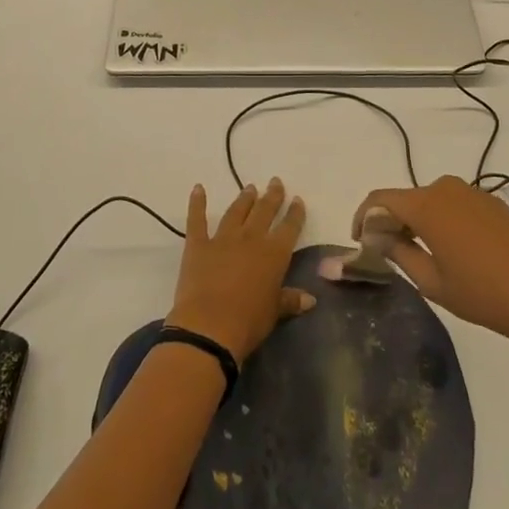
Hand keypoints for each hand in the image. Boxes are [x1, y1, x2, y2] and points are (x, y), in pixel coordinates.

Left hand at [166, 178, 313, 362]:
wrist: (209, 326)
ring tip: (250, 187)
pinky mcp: (198, 245)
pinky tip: (198, 188)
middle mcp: (251, 238)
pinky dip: (197, 203)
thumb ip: (290, 300)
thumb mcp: (274, 312)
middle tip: (275, 182)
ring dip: (244, 198)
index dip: (295, 213)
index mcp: (274, 253)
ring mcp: (223, 238)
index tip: (297, 200)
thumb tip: (311, 299)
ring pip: (237, 211)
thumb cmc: (248, 322)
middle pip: (264, 211)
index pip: (289, 227)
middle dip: (272, 196)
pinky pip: (197, 219)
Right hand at [352, 175, 508, 353]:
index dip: (362, 217)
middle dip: (388, 221)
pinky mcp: (491, 202)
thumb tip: (376, 236)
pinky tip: (448, 251)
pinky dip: (439, 221)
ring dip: (414, 221)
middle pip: (404, 198)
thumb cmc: (485, 294)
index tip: (358, 242)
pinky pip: (452, 204)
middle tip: (384, 254)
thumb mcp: (433, 282)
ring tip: (414, 254)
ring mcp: (472, 192)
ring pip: (428, 201)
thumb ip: (398, 253)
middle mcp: (446, 188)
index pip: (379, 199)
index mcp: (426, 205)